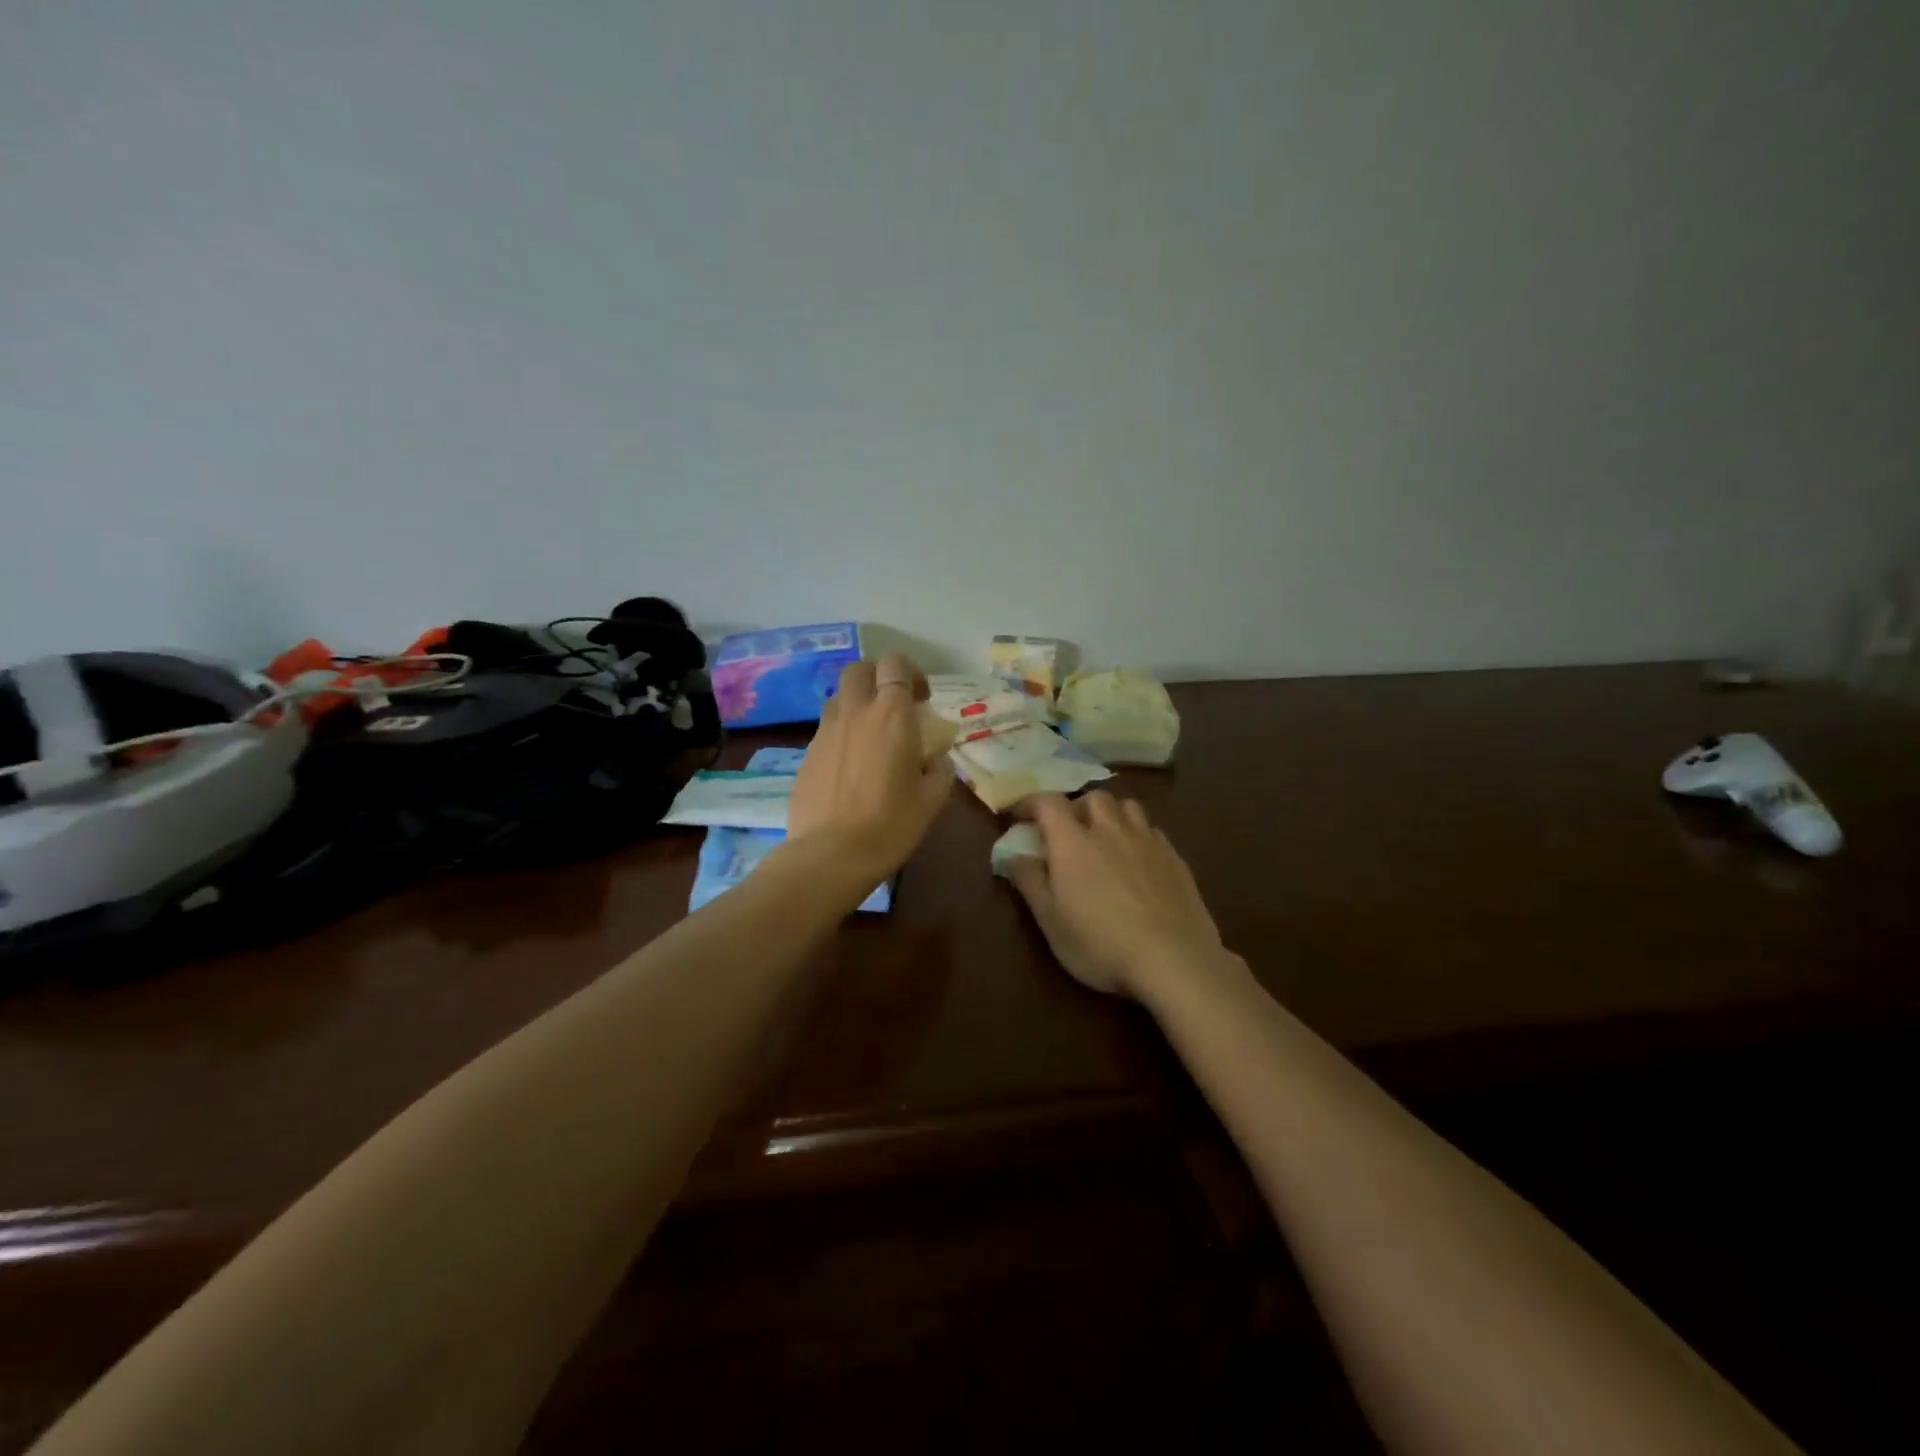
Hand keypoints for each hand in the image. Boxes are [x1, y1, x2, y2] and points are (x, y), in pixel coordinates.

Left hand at [785, 653, 955, 883]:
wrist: (830, 854)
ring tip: (869, 734)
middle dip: (877, 677)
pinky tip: (850, 765)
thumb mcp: (932, 799)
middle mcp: (855, 712)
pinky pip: (825, 729)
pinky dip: (841, 733)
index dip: (910, 673)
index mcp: (891, 715)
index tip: (921, 700)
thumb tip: (935, 759)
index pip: (895, 664)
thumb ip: (939, 769)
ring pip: (838, 697)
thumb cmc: (891, 824)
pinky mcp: (806, 753)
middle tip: (892, 705)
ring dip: (856, 704)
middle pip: (859, 669)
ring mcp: (825, 731)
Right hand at [1004, 792, 1223, 997]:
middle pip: (1092, 797)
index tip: (1021, 816)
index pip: (1048, 803)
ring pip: (1127, 806)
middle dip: (1075, 807)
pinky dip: (1137, 834)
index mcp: (1073, 842)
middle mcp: (1110, 830)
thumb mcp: (1051, 922)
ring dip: (1110, 814)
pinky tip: (1137, 859)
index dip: (1031, 803)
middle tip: (1067, 830)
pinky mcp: (1175, 857)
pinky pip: (1151, 830)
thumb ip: (1030, 882)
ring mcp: (1147, 841)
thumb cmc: (1101, 944)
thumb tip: (1013, 855)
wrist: (1174, 960)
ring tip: (1105, 837)